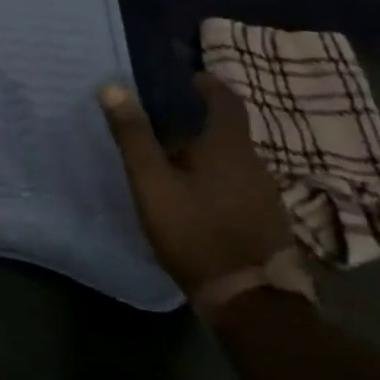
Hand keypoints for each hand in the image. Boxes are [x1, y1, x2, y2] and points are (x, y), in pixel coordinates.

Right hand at [99, 74, 291, 294]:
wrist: (248, 300)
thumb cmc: (195, 230)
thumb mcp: (151, 181)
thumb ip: (133, 134)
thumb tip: (112, 87)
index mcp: (229, 146)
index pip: (226, 99)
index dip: (206, 84)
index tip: (183, 79)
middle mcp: (255, 164)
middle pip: (228, 130)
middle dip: (197, 121)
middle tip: (161, 122)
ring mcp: (265, 195)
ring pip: (233, 160)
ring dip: (206, 153)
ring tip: (171, 160)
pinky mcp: (267, 222)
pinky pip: (238, 185)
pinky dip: (216, 178)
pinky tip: (194, 195)